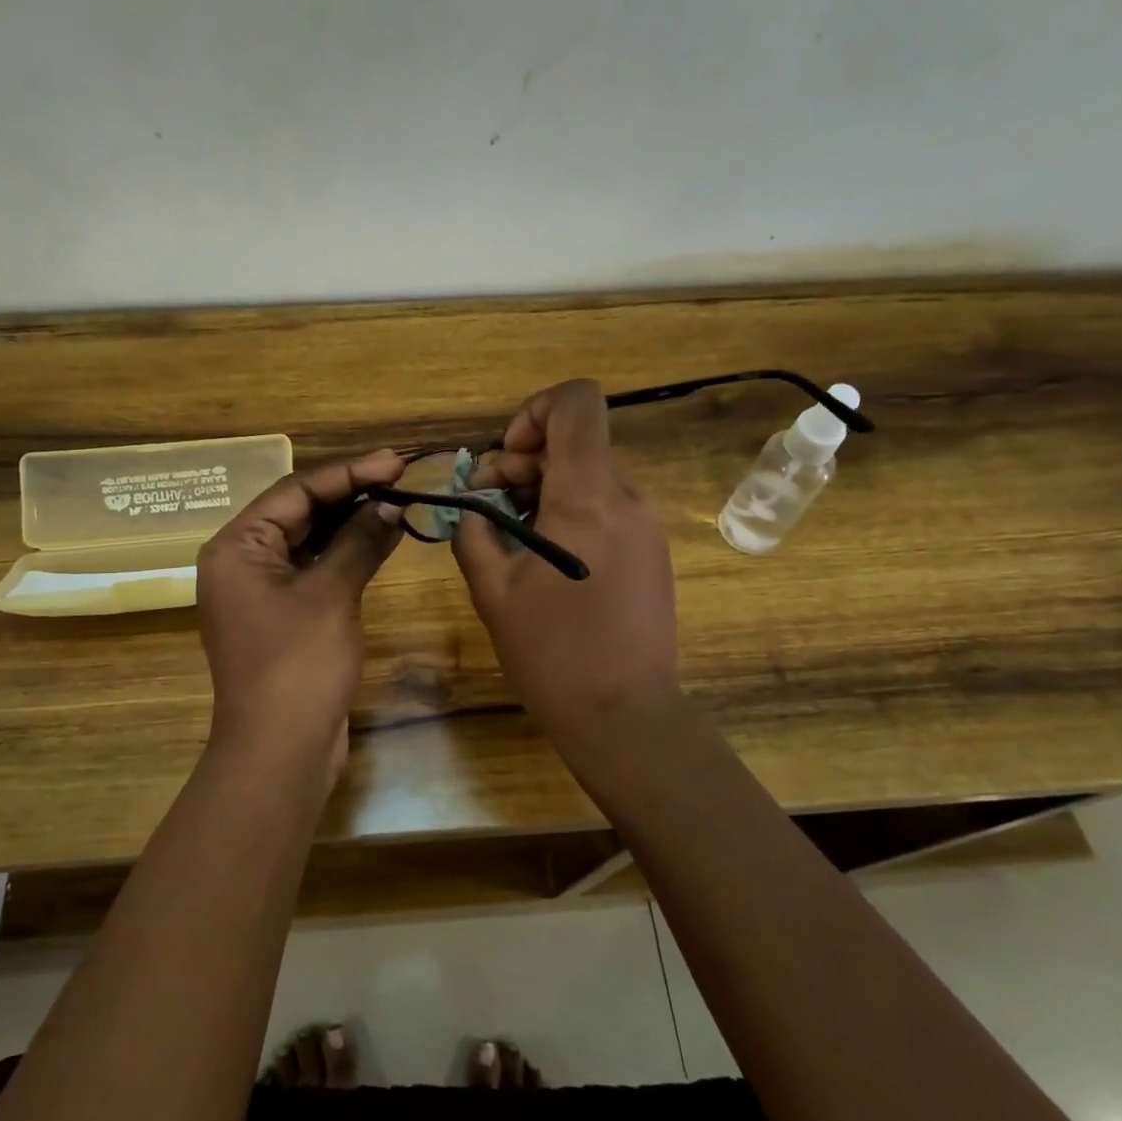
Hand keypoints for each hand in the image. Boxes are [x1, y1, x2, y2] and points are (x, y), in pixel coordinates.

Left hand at [196, 449, 405, 772]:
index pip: (295, 491)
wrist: (280, 751)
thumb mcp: (330, 594)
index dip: (348, 472)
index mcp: (236, 546)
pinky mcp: (283, 616)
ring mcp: (262, 591)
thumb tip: (388, 505)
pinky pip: (315, 571)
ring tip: (398, 502)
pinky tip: (383, 539)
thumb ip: (358, 542)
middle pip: (300, 512)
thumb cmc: (297, 664)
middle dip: (350, 494)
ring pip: (310, 541)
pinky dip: (347, 555)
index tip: (395, 460)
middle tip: (401, 477)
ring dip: (352, 523)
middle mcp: (242, 561)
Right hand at [453, 380, 681, 754]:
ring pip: (589, 475)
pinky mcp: (651, 551)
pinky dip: (569, 513)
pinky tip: (544, 559)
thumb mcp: (492, 592)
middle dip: (522, 461)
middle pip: (575, 442)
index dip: (535, 410)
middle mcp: (625, 499)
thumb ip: (473, 532)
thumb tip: (470, 505)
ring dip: (543, 489)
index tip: (505, 456)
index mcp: (587, 499)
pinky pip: (606, 507)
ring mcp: (645, 525)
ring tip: (510, 537)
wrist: (626, 717)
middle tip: (487, 506)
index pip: (577, 403)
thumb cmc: (553, 655)